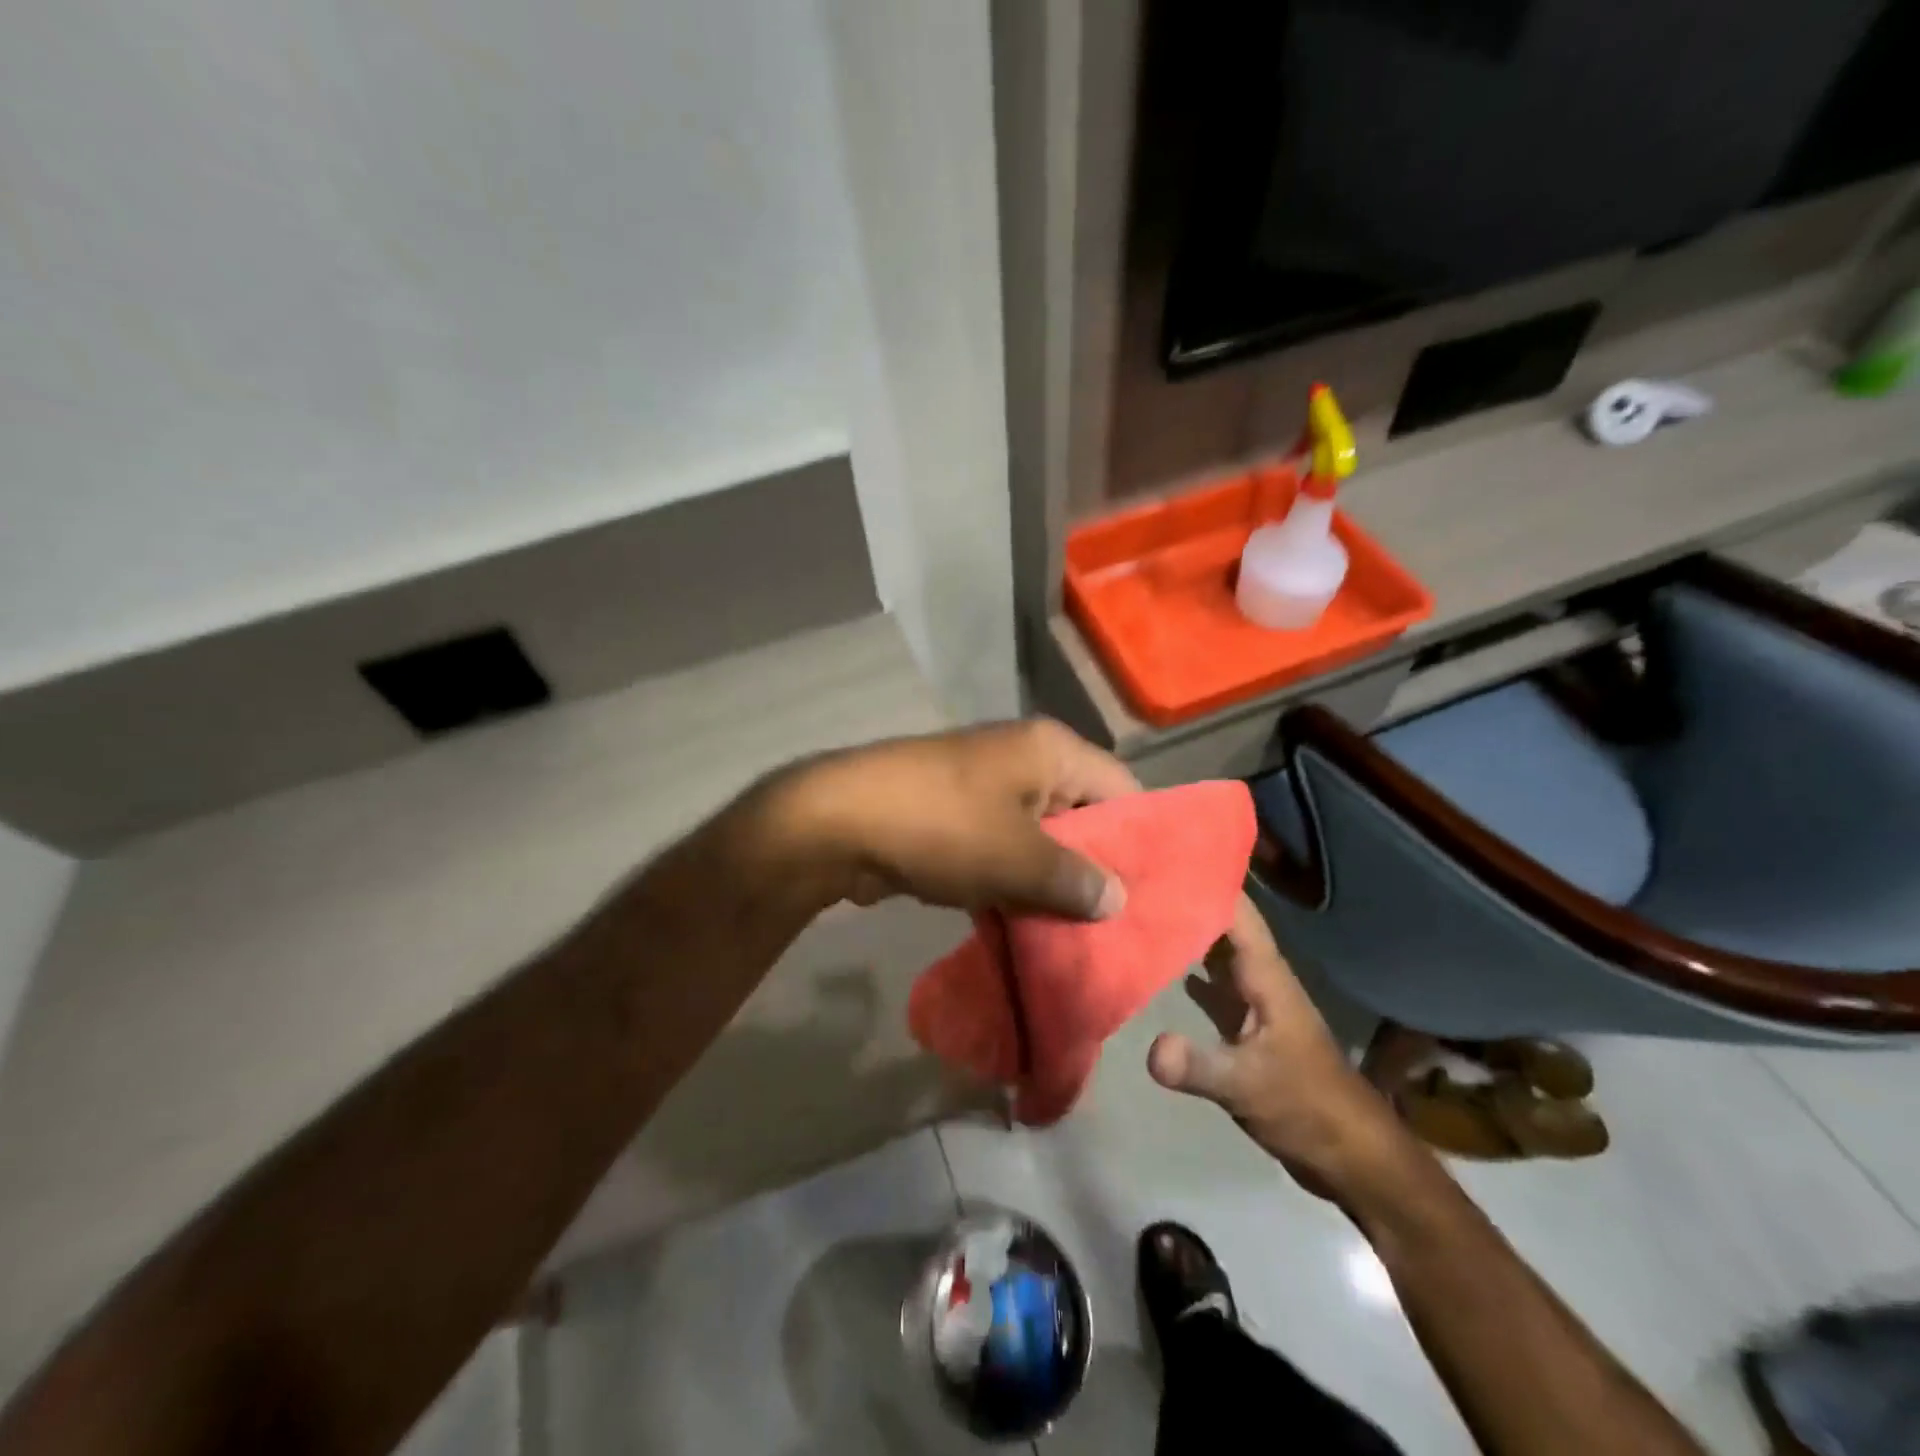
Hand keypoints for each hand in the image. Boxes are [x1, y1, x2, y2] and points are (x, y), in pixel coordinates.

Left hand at [779, 719, 1139, 918]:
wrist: (838, 822)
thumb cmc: (943, 828)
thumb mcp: (1020, 859)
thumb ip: (1076, 880)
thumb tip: (1117, 899)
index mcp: (1050, 750)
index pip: (1122, 788)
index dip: (1142, 839)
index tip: (1155, 892)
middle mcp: (1022, 759)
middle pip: (1081, 814)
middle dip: (1095, 868)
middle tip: (1118, 925)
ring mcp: (984, 787)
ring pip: (1039, 838)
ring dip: (1052, 883)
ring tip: (1079, 936)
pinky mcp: (955, 816)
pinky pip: (1002, 850)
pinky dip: (1014, 883)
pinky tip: (1029, 927)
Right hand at [1147, 895, 1411, 1195]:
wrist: (1351, 1156)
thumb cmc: (1308, 1108)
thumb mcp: (1249, 1086)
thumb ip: (1199, 1066)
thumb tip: (1150, 1049)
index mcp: (1266, 977)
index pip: (1236, 914)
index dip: (1206, 882)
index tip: (1163, 858)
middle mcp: (1259, 979)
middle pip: (1222, 926)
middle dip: (1187, 900)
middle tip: (1137, 877)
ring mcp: (1253, 1002)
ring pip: (1216, 953)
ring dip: (1186, 931)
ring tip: (1142, 908)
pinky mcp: (1245, 1028)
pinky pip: (1211, 984)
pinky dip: (1187, 969)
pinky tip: (1158, 963)